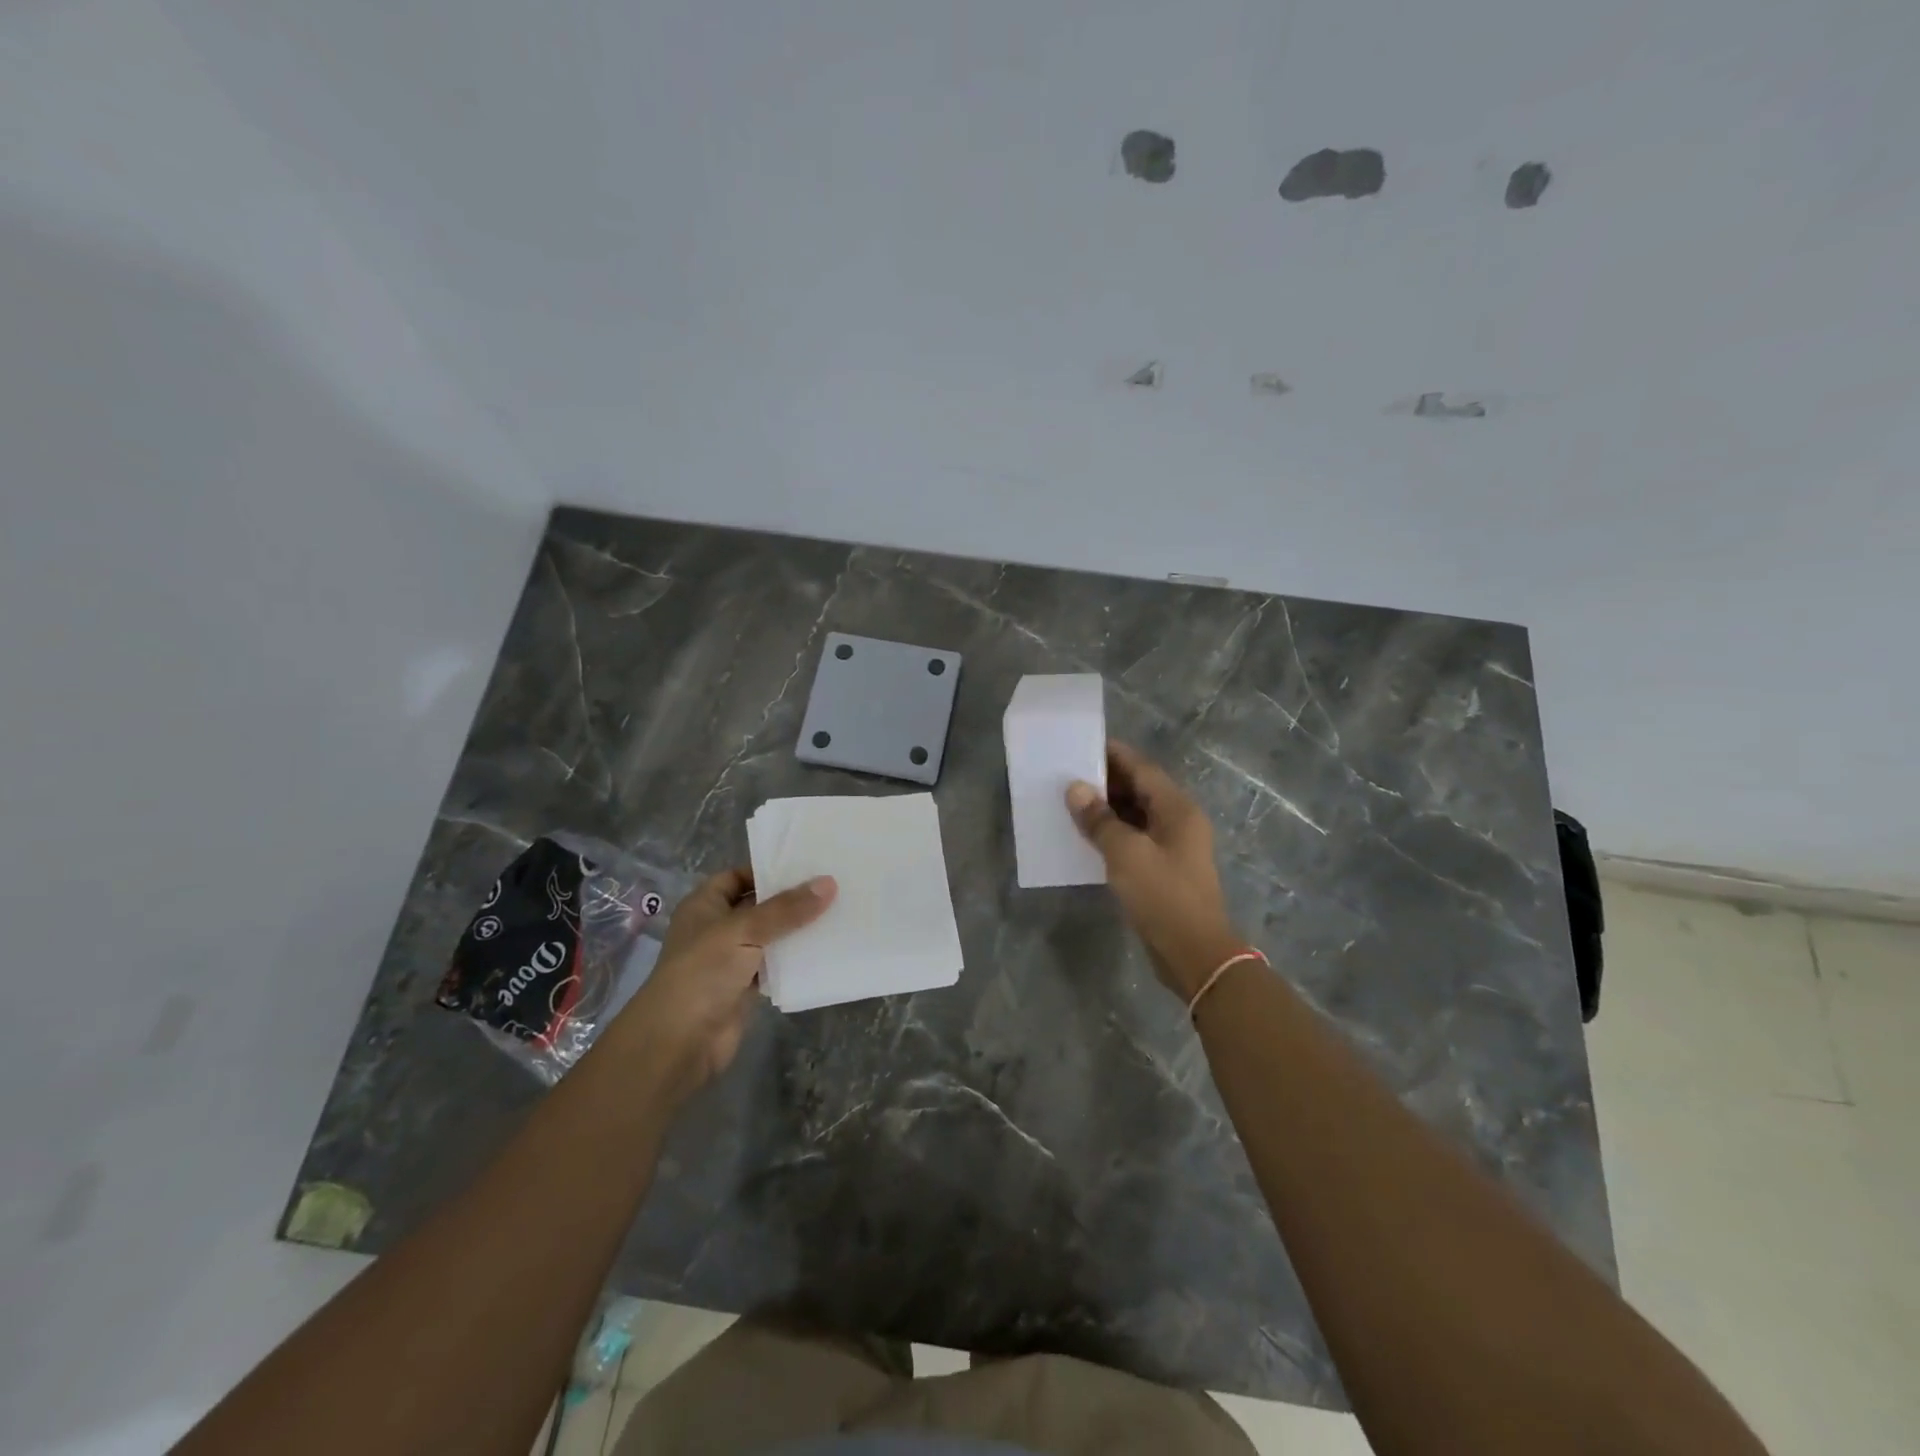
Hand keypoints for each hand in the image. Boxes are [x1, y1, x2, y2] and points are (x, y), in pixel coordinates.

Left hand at [616, 868, 834, 1102]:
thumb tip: (829, 883)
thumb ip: (787, 909)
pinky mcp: (746, 987)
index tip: (809, 864)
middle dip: (792, 899)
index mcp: (706, 905)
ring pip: (771, 936)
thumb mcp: (744, 930)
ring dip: (798, 930)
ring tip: (840, 911)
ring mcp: (732, 959)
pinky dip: (797, 959)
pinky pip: (777, 965)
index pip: (740, 876)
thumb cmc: (703, 972)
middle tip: (835, 885)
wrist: (679, 1042)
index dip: (770, 870)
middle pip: (760, 906)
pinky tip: (827, 949)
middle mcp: (718, 927)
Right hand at [1067, 742, 1240, 999]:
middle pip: (1140, 790)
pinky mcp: (1164, 870)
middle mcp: (1179, 822)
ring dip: (1107, 809)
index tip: (1082, 745)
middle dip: (1106, 782)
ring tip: (1071, 803)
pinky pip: (1135, 839)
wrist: (1194, 953)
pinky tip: (1087, 837)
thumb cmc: (1163, 896)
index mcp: (1177, 809)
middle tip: (1068, 775)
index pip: (1142, 769)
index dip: (1114, 755)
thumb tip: (1076, 789)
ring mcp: (1173, 847)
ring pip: (1136, 815)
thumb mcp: (1126, 854)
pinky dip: (1113, 833)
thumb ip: (1099, 820)